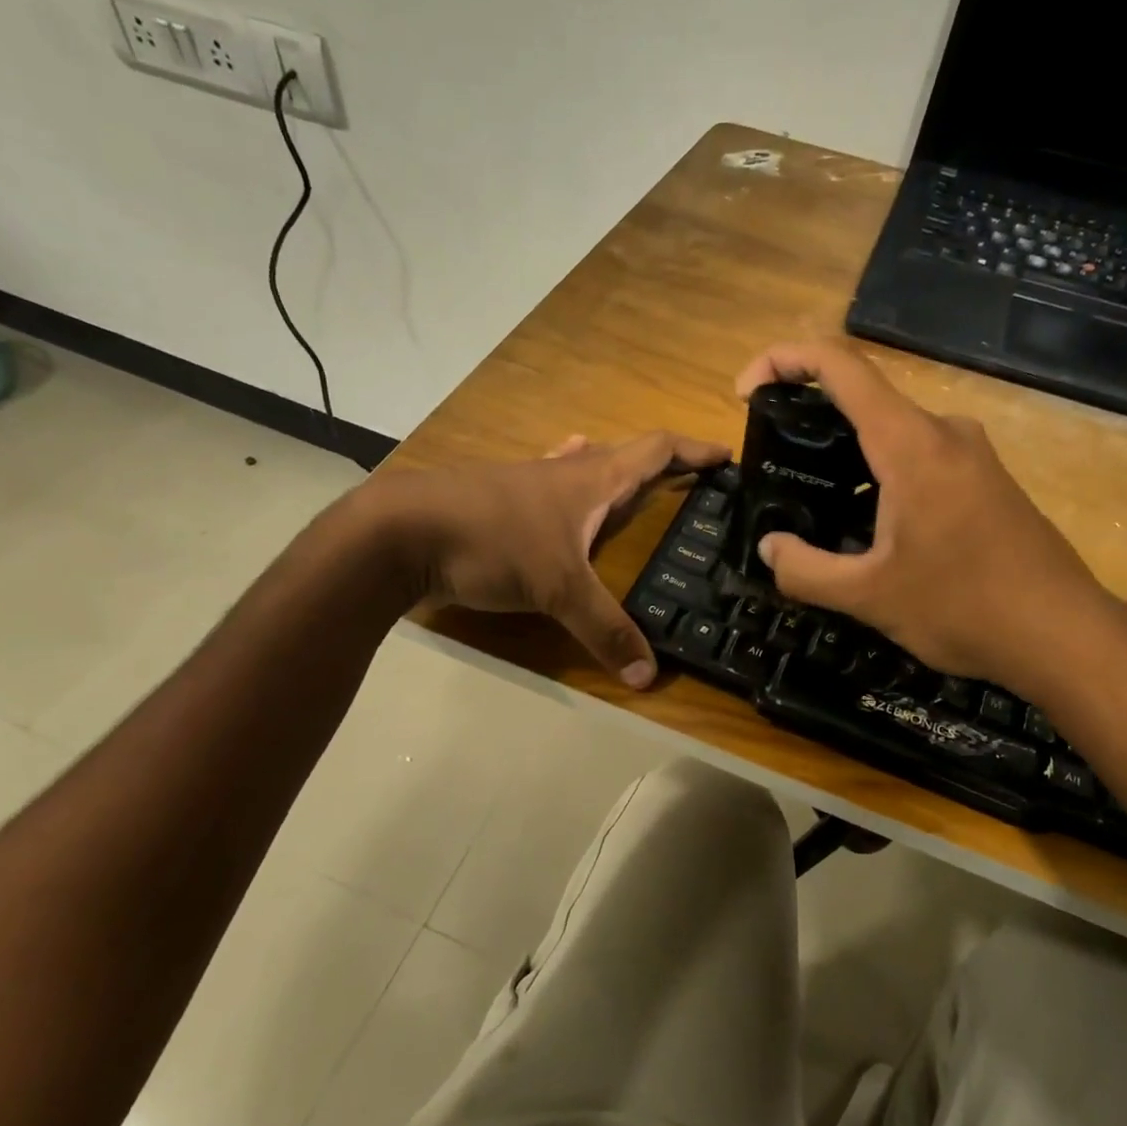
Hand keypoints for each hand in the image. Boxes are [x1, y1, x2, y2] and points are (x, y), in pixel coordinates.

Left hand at [361, 431, 727, 686]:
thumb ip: (605, 629)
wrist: (400, 530)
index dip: (693, 452)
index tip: (726, 456)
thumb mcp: (558, 589)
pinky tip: (557, 493)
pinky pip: (547, 485)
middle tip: (688, 485)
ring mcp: (527, 481)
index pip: (656, 450)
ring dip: (612, 471)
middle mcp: (564, 471)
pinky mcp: (497, 500)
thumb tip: (650, 675)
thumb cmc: (492, 541)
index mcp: (592, 479)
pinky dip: (565, 485)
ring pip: (582, 467)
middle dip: (661, 466)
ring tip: (630, 486)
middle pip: (623, 455)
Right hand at [736, 340, 1126, 700]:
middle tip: (774, 465)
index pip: (840, 366)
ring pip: (891, 433)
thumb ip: (805, 571)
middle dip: (808, 419)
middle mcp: (943, 432)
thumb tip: (769, 548)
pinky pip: (919, 458)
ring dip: (845, 456)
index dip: (783, 360)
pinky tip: (867, 526)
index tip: (745, 391)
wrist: (1064, 636)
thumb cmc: (964, 608)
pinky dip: (878, 475)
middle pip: (863, 398)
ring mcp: (971, 455)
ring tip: (812, 503)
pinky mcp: (986, 481)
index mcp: (911, 444)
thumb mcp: (868, 597)